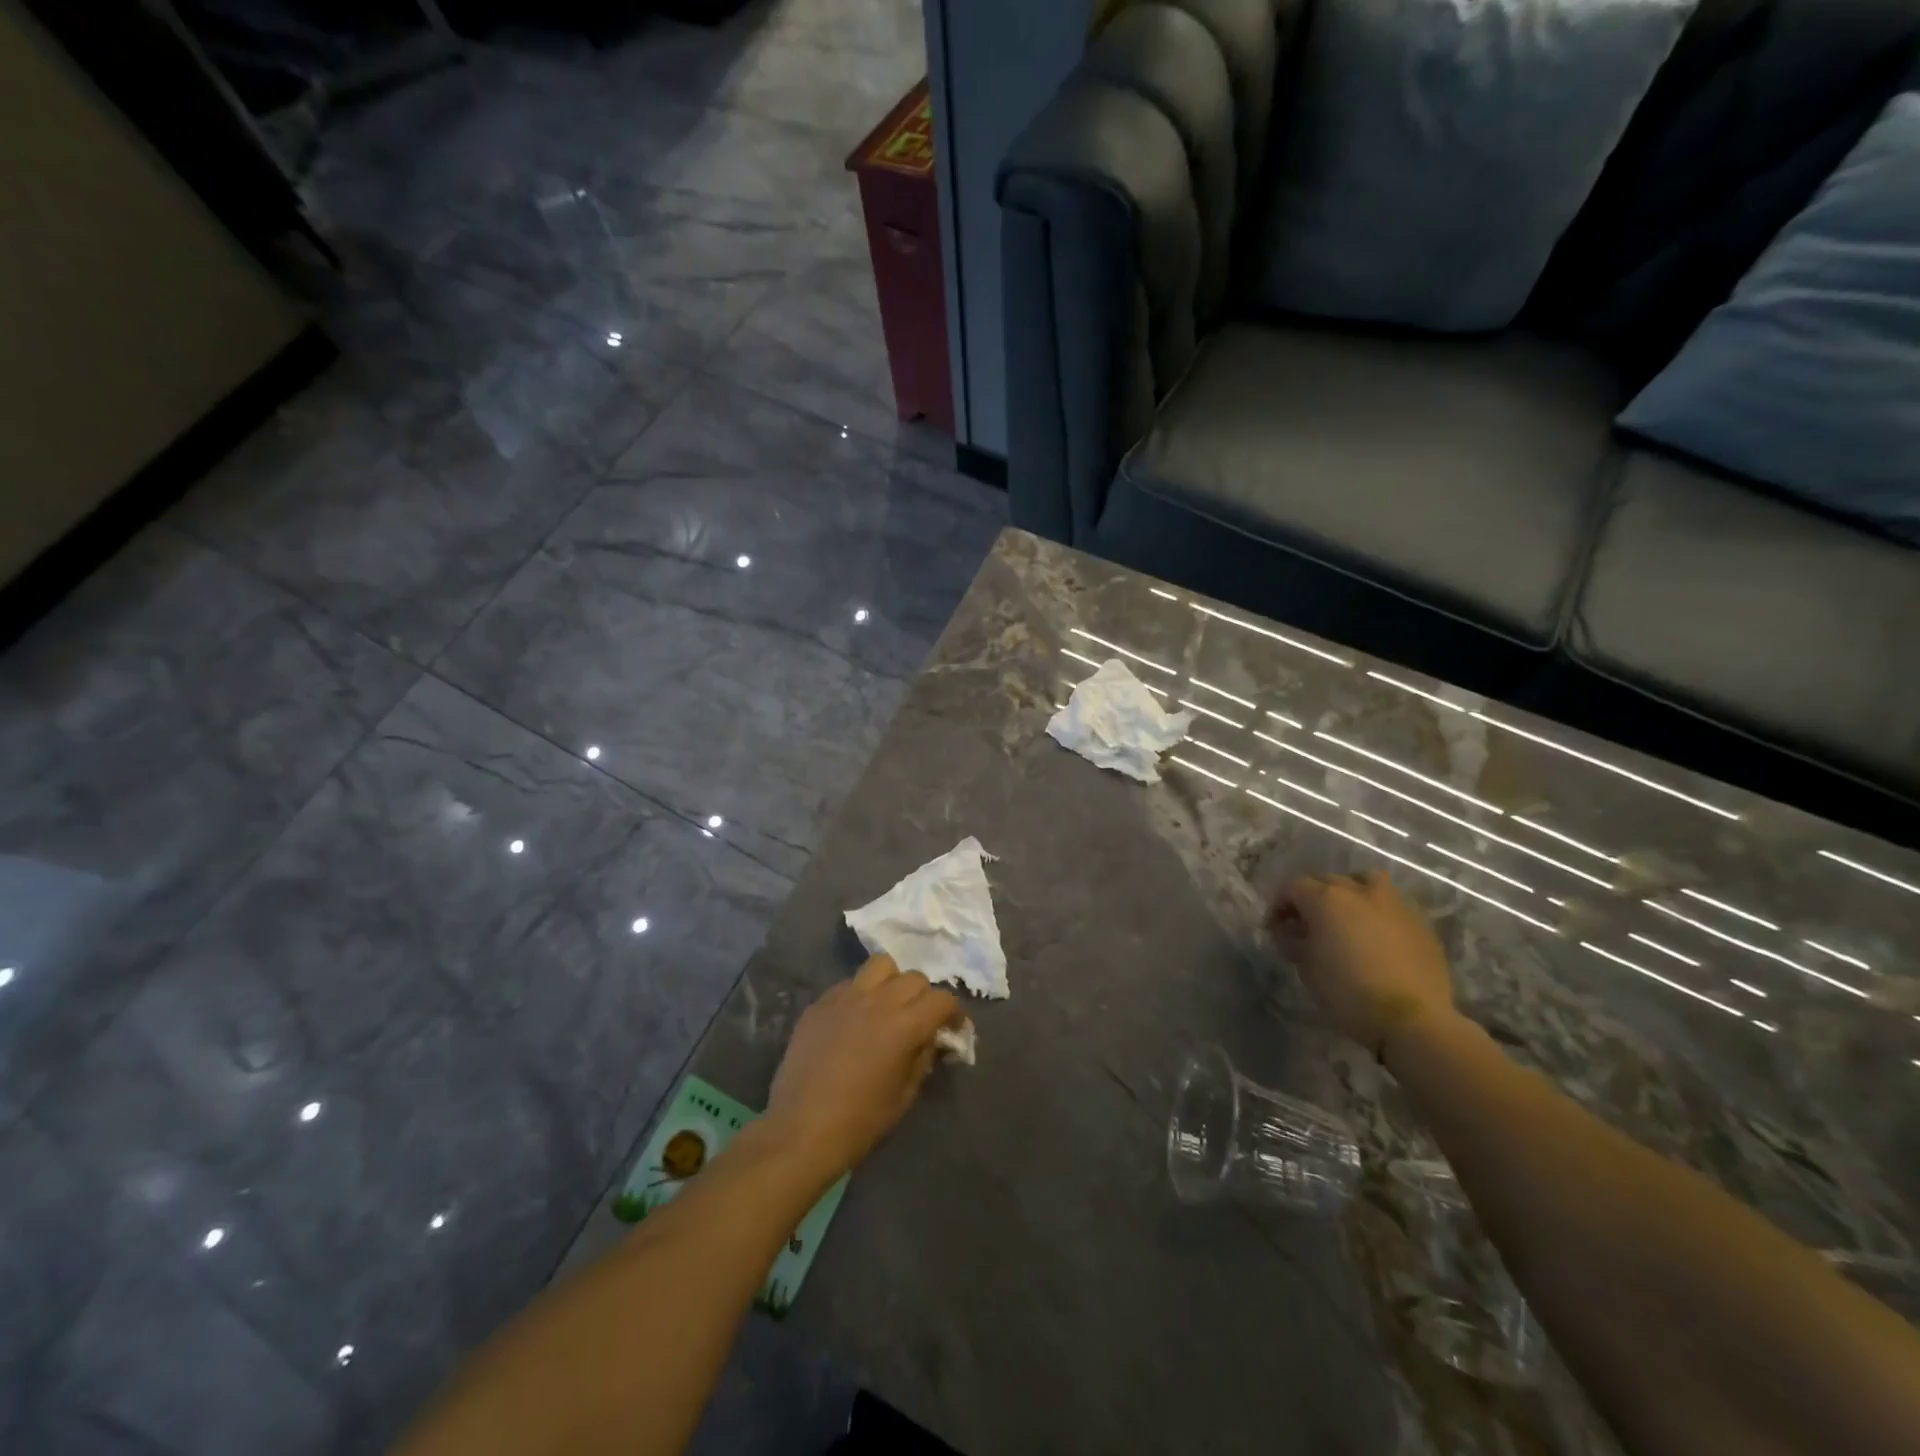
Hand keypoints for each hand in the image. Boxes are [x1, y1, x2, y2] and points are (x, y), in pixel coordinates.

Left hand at [765, 954, 963, 1182]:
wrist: (800, 1130)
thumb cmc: (859, 1121)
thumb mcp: (905, 1095)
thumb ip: (923, 1057)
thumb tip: (931, 1038)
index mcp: (904, 1025)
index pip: (942, 999)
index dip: (954, 1012)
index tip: (952, 1028)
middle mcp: (878, 1001)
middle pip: (914, 978)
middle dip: (924, 997)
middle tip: (919, 1021)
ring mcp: (845, 997)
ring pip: (880, 965)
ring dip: (892, 982)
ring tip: (887, 1006)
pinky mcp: (820, 1003)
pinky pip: (849, 984)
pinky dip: (860, 994)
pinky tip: (854, 1019)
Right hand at [1269, 871, 1455, 1056]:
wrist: (1413, 1020)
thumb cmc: (1348, 993)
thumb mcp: (1306, 968)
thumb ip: (1293, 941)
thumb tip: (1289, 931)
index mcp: (1326, 899)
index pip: (1293, 886)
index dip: (1279, 904)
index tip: (1274, 927)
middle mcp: (1359, 891)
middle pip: (1328, 881)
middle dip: (1312, 898)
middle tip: (1306, 925)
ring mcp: (1394, 904)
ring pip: (1366, 882)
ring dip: (1350, 893)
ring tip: (1346, 917)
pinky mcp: (1420, 923)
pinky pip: (1391, 905)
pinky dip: (1377, 912)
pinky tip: (1376, 936)